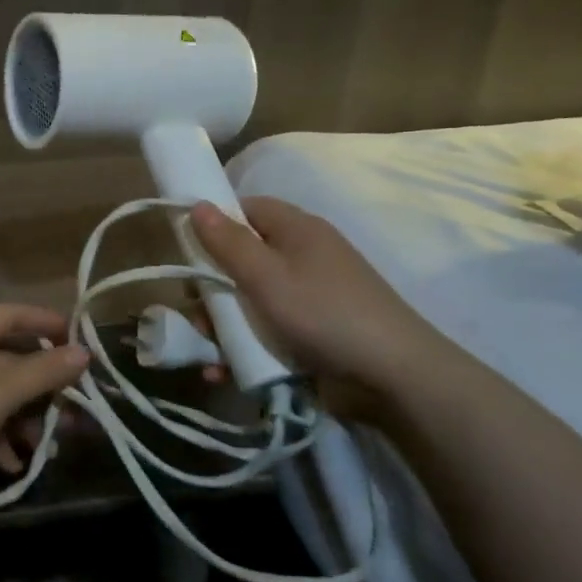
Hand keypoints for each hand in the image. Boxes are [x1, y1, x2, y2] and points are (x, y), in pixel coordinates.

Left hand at [0, 304, 88, 500]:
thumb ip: (44, 370)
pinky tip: (9, 464)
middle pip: (10, 360)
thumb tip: (84, 352)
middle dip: (42, 387)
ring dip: (23, 420)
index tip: (77, 340)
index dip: (45, 321)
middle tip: (72, 407)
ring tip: (44, 446)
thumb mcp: (2, 389)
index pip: (13, 313)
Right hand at [189, 197, 448, 408]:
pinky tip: (221, 371)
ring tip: (208, 350)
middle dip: (212, 286)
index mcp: (297, 230)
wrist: (394, 378)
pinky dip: (242, 348)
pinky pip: (265, 332)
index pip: (247, 208)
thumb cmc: (323, 313)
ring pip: (249, 300)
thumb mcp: (266, 276)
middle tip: (195, 309)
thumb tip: (197, 204)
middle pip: (243, 258)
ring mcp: (308, 297)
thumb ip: (228, 242)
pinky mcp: (310, 333)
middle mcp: (303, 257)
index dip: (215, 223)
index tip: (187, 248)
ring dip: (222, 324)